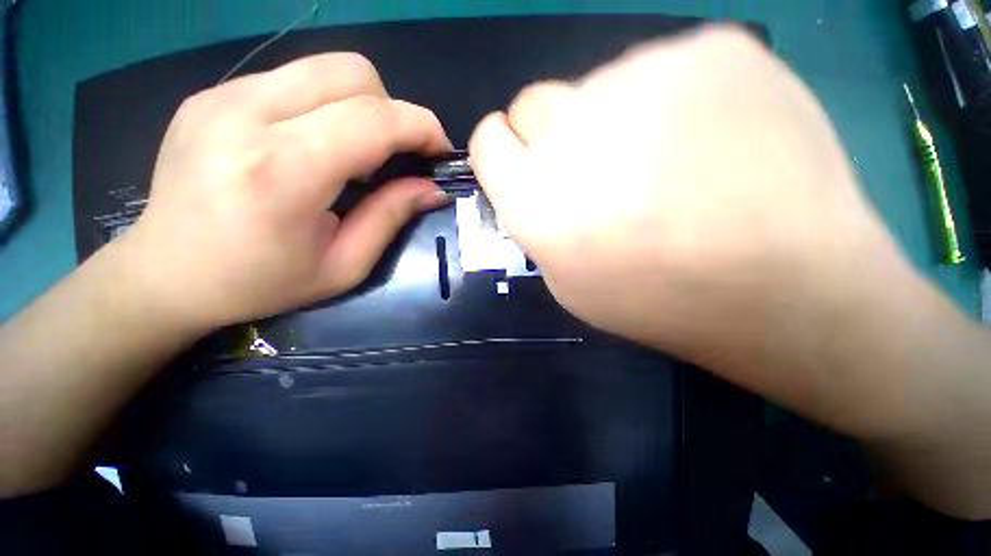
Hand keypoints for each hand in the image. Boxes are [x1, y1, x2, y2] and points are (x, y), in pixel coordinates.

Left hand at [123, 53, 451, 329]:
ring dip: (360, 107)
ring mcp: (222, 95)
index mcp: (282, 171)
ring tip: (354, 153)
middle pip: (352, 73)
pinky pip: (295, 79)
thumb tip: (433, 187)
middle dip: (392, 111)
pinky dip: (325, 107)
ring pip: (325, 68)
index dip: (421, 127)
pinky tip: (314, 145)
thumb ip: (392, 216)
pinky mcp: (213, 92)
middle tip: (394, 155)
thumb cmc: (260, 282)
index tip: (440, 150)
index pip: (374, 119)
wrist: (165, 273)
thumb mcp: (344, 265)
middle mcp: (246, 115)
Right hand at [469, 28, 916, 420]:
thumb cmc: (659, 300)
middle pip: (533, 103)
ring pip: (598, 83)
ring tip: (667, 164)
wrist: (787, 285)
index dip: (501, 150)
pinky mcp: (713, 49)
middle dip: (551, 136)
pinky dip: (672, 100)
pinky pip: (663, 65)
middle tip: (598, 170)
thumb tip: (529, 177)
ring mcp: (647, 77)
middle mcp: (575, 134)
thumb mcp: (567, 281)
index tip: (520, 163)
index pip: (488, 140)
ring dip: (614, 120)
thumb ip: (535, 222)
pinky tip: (711, 141)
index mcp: (537, 200)